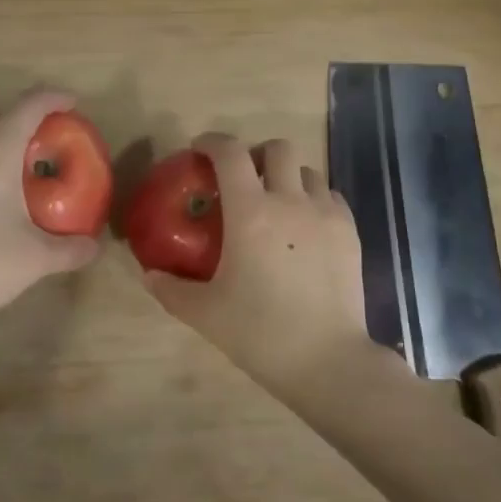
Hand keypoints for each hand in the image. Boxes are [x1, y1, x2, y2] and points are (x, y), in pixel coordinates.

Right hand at [141, 133, 378, 399]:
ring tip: (278, 204)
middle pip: (278, 148)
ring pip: (308, 170)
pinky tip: (307, 226)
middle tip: (244, 179)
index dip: (212, 141)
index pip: (230, 153)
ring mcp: (325, 213)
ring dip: (288, 176)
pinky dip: (315, 198)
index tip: (200, 149)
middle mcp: (290, 200)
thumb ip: (172, 289)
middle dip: (257, 154)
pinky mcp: (350, 231)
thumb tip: (149, 274)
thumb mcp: (206, 314)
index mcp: (250, 212)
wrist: (327, 360)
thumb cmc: (260, 333)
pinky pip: (331, 196)